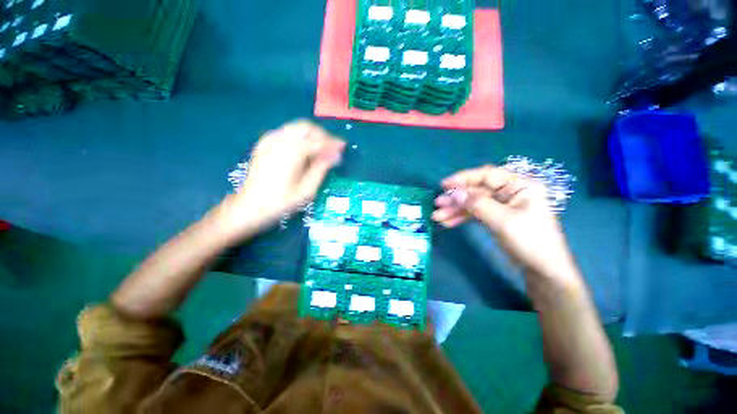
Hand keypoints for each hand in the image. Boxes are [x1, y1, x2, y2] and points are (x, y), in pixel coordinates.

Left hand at [213, 120, 345, 239]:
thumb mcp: (307, 189)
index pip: (318, 141)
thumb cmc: (281, 202)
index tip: (343, 146)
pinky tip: (302, 150)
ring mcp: (269, 140)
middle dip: (322, 135)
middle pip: (306, 127)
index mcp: (292, 151)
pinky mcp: (263, 144)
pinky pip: (285, 133)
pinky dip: (298, 137)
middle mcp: (280, 140)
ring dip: (311, 135)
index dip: (333, 143)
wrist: (249, 207)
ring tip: (320, 149)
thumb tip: (335, 155)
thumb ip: (322, 168)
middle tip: (332, 148)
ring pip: (295, 127)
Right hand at [433, 166, 576, 278]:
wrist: (543, 271)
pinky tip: (448, 223)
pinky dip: (462, 218)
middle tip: (437, 205)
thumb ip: (477, 204)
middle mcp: (510, 192)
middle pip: (476, 191)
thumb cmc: (530, 241)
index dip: (463, 178)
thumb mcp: (503, 220)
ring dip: (455, 210)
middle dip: (456, 199)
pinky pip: (475, 214)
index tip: (444, 185)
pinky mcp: (496, 218)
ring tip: (438, 217)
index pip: (487, 175)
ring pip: (473, 203)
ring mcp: (502, 206)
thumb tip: (454, 193)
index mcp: (519, 186)